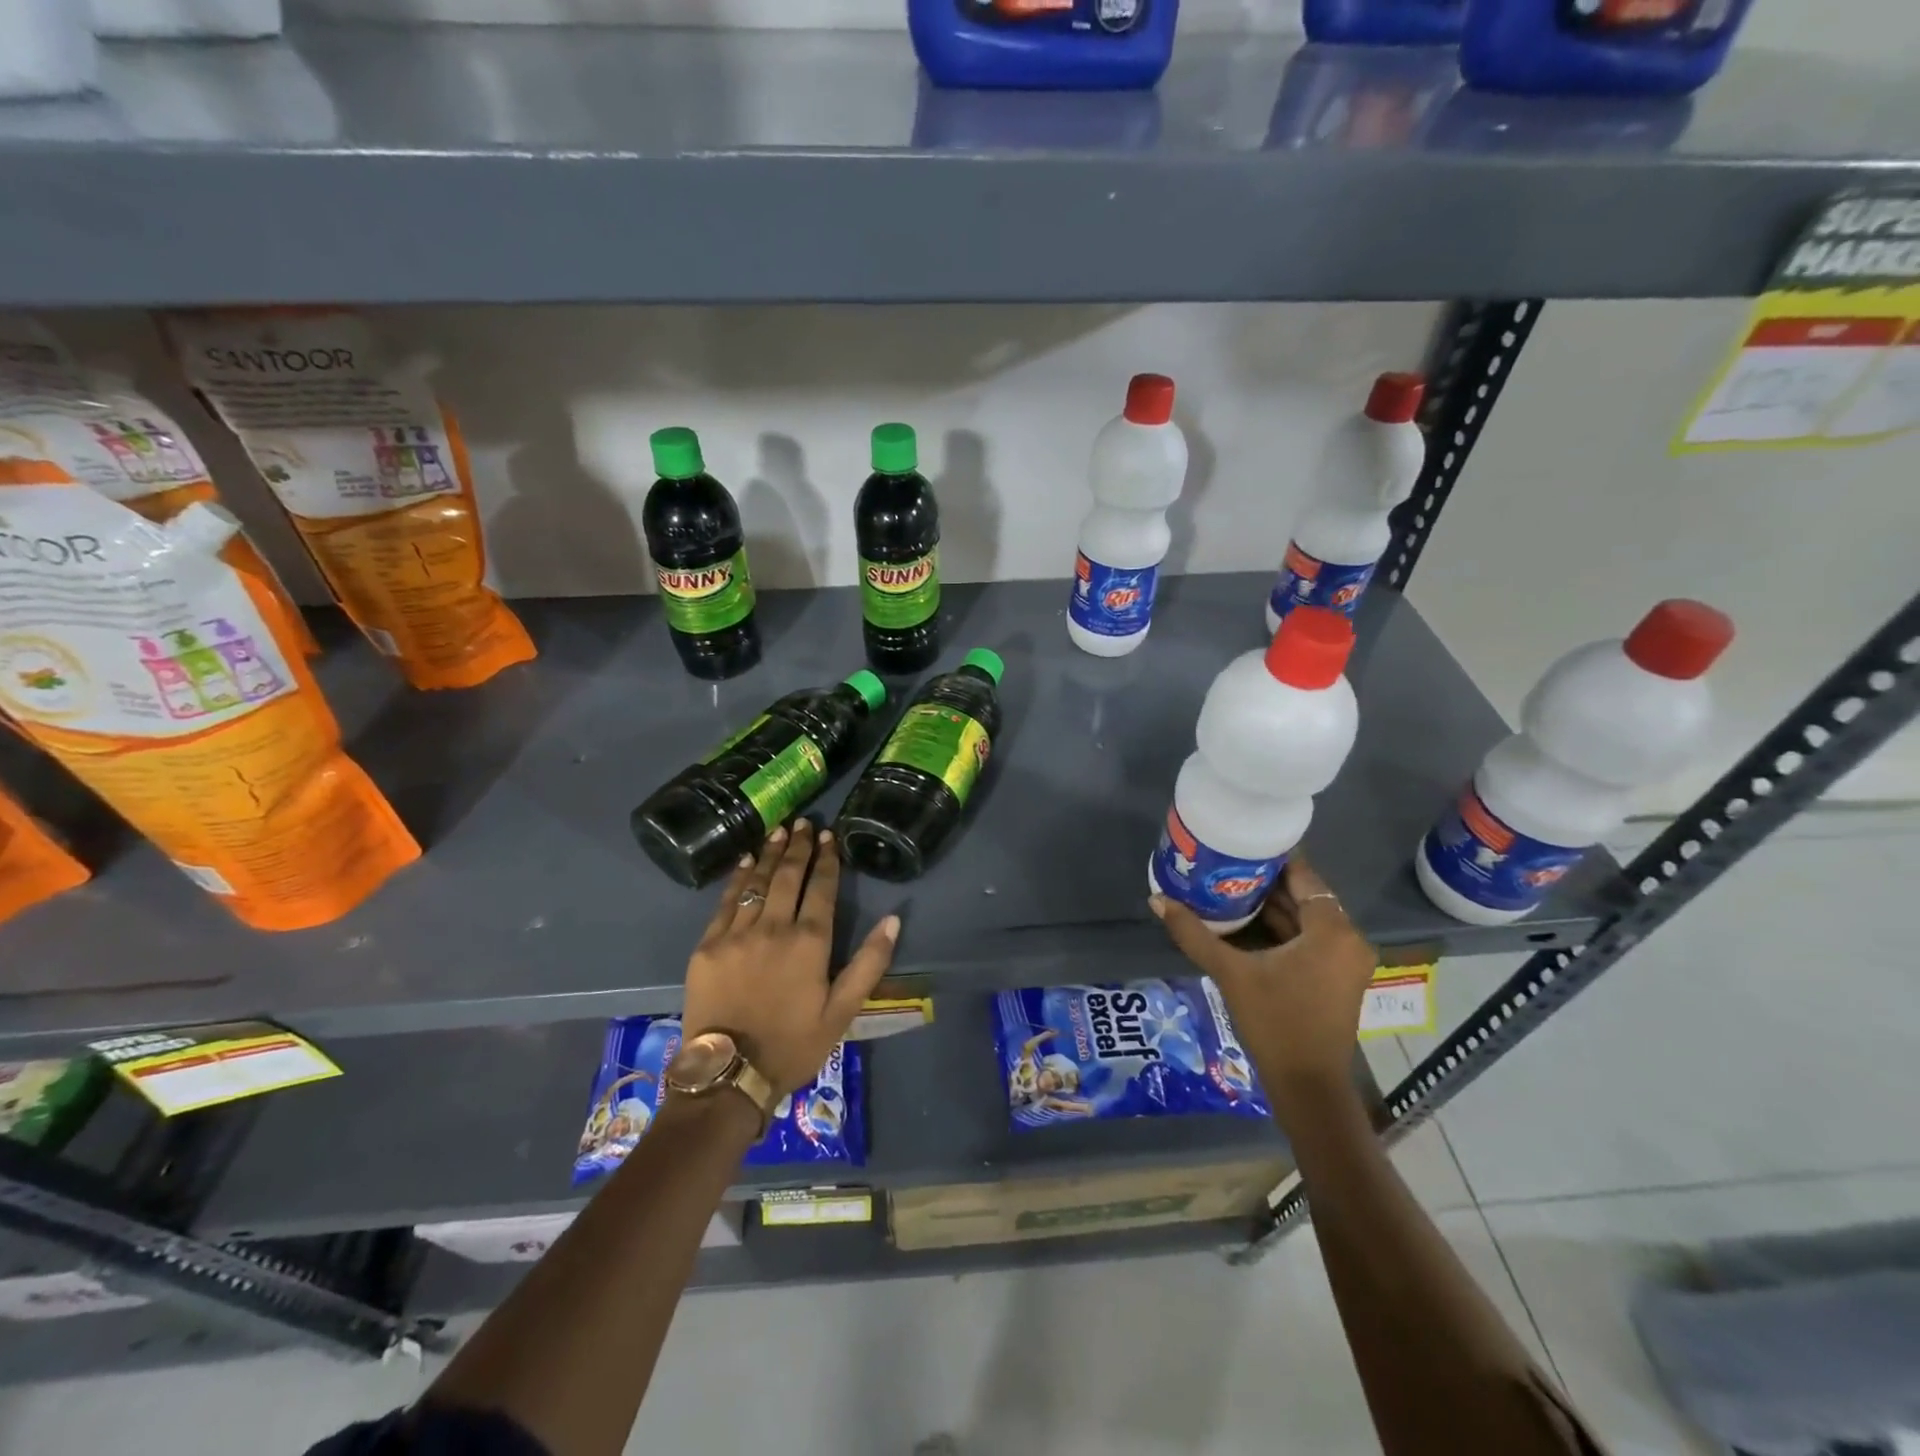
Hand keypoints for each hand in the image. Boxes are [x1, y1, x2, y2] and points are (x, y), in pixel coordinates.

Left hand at [681, 819, 899, 1096]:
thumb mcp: (843, 1011)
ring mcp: (737, 933)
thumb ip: (869, 963)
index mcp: (809, 942)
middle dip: (798, 846)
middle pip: (788, 876)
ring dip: (770, 854)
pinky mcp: (708, 946)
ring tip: (779, 831)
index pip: (821, 888)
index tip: (829, 836)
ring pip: (757, 882)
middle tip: (804, 823)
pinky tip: (745, 861)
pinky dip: (737, 878)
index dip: (827, 859)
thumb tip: (893, 919)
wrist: (728, 1075)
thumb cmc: (793, 1044)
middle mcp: (774, 927)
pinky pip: (725, 901)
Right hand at [1150, 855, 1376, 1115]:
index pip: (1304, 876)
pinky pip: (1310, 938)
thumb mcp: (1231, 973)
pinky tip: (1246, 920)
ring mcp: (1346, 960)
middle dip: (1266, 881)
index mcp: (1332, 931)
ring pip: (1307, 918)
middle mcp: (1347, 939)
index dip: (1272, 857)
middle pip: (1305, 895)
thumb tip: (1157, 900)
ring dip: (1273, 905)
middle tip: (1225, 863)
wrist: (1307, 1086)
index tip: (1239, 843)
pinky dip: (1283, 928)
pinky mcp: (1338, 977)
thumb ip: (1194, 934)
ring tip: (1229, 886)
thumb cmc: (1274, 1022)